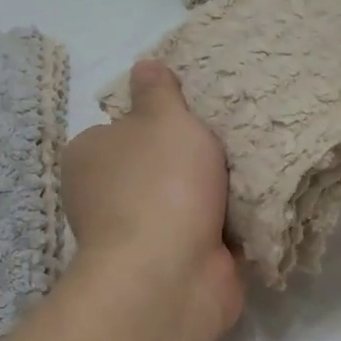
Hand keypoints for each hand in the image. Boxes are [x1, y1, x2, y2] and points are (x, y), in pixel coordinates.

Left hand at [61, 61, 242, 340]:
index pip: (120, 129)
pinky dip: (223, 227)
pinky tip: (253, 208)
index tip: (193, 118)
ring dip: (211, 195)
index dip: (157, 122)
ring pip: (180, 201)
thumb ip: (158, 92)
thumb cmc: (160, 183)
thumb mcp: (163, 119)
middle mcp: (102, 197)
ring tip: (249, 172)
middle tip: (230, 142)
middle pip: (154, 166)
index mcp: (88, 157)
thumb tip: (144, 66)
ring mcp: (135, 235)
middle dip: (190, 160)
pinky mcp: (167, 265)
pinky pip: (201, 234)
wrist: (171, 274)